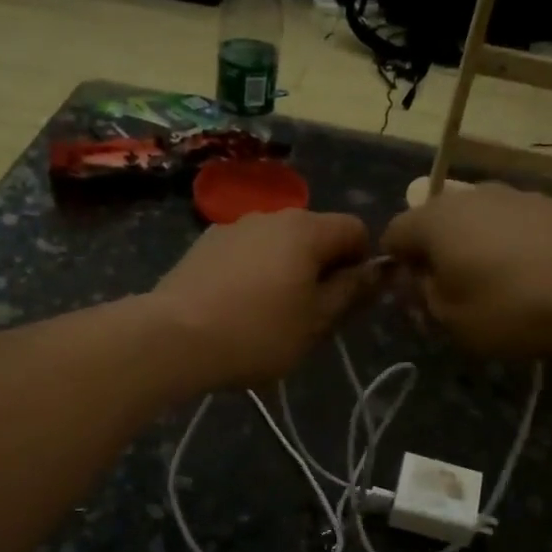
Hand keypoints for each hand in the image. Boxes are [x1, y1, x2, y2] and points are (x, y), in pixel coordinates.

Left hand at [153, 210, 378, 389]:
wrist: (173, 337)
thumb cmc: (257, 333)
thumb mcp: (316, 322)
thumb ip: (351, 291)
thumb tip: (379, 269)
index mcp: (306, 229)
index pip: (355, 229)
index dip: (362, 262)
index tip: (348, 300)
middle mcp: (272, 215)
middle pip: (315, 233)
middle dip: (322, 267)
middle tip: (310, 314)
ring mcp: (233, 225)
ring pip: (278, 243)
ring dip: (286, 269)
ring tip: (269, 313)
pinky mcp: (205, 243)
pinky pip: (247, 252)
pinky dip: (254, 271)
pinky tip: (237, 306)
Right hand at [381, 184, 551, 357]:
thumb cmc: (510, 308)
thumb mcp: (450, 319)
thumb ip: (423, 295)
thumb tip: (420, 278)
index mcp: (434, 220)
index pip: (394, 233)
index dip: (395, 265)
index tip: (413, 296)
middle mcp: (469, 195)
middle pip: (434, 222)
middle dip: (434, 254)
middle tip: (449, 292)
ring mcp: (512, 194)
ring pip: (474, 220)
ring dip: (471, 247)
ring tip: (491, 284)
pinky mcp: (549, 204)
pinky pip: (509, 223)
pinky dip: (506, 244)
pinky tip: (526, 274)